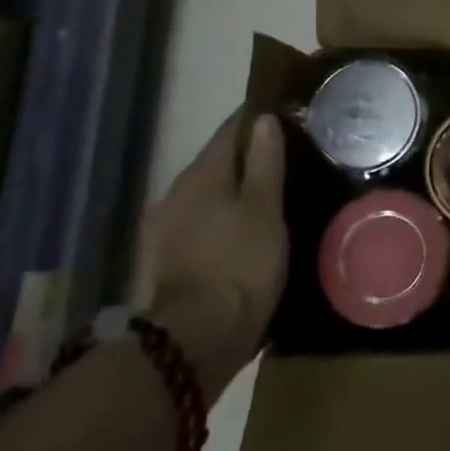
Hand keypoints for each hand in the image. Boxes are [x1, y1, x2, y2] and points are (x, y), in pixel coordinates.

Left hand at [142, 113, 288, 400]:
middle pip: (216, 161)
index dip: (256, 119)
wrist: (197, 337)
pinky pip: (199, 219)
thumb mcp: (265, 209)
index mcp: (202, 174)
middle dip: (246, 155)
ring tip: (267, 192)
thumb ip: (265, 162)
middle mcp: (176, 191)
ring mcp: (165, 226)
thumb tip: (264, 120)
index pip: (231, 130)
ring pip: (206, 192)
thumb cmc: (241, 263)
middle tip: (284, 155)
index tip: (283, 113)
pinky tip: (242, 226)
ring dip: (233, 187)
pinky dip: (221, 214)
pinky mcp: (165, 257)